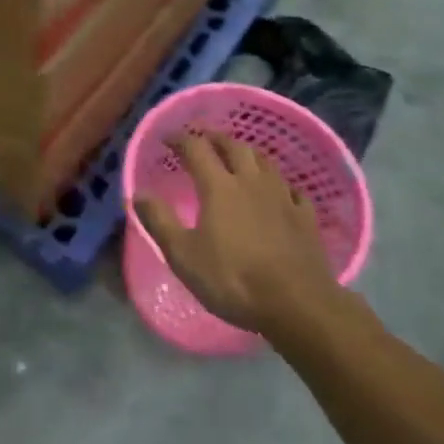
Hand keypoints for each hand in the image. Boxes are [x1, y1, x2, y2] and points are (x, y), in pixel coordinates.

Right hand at [137, 134, 339, 334]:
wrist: (298, 305)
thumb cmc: (233, 280)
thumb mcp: (183, 255)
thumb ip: (159, 221)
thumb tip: (137, 193)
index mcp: (219, 187)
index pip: (196, 148)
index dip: (180, 139)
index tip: (167, 138)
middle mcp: (251, 181)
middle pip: (234, 146)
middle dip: (215, 138)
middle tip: (204, 139)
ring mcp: (282, 197)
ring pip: (264, 162)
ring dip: (247, 154)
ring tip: (238, 157)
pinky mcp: (305, 217)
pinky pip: (292, 189)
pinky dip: (279, 184)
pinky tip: (279, 192)